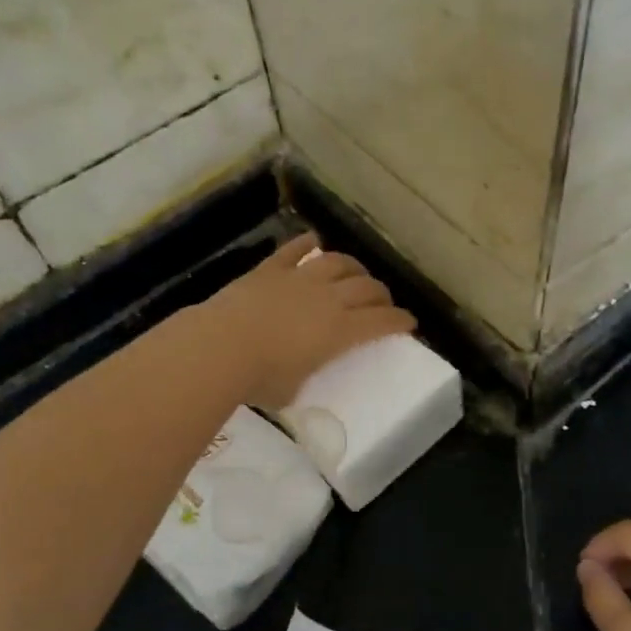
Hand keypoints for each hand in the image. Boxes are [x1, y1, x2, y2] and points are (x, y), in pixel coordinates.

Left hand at [198, 234, 415, 410]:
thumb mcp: (293, 390)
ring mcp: (300, 278)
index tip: (409, 322)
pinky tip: (313, 241)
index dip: (400, 321)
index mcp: (340, 331)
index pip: (382, 322)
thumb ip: (303, 376)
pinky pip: (295, 249)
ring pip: (338, 262)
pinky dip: (307, 243)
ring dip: (353, 266)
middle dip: (382, 294)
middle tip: (383, 302)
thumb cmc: (260, 379)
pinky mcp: (271, 269)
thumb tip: (296, 374)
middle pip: (367, 287)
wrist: (221, 347)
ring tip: (356, 272)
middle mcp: (328, 299)